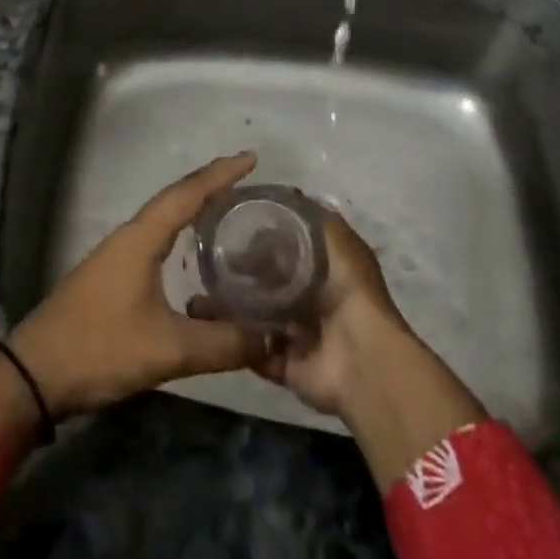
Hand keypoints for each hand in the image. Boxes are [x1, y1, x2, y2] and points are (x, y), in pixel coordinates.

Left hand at [6, 152, 271, 418]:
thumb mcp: (168, 349)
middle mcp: (129, 237)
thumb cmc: (100, 349)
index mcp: (141, 239)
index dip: (220, 174)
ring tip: (228, 207)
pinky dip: (179, 233)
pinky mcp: (112, 276)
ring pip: (163, 219)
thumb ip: (223, 343)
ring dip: (193, 207)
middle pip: (175, 199)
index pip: (187, 194)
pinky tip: (192, 251)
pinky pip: (155, 239)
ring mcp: (117, 255)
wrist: (35, 375)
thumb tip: (273, 338)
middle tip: (246, 179)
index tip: (251, 157)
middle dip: (210, 185)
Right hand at [193, 202, 486, 489]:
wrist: (360, 359)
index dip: (262, 236)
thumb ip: (315, 217)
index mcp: (327, 270)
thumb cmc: (350, 292)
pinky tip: (206, 325)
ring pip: (257, 316)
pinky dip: (233, 341)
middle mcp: (312, 301)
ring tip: (199, 295)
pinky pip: (253, 350)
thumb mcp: (338, 240)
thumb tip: (289, 193)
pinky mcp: (285, 365)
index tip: (230, 224)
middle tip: (209, 260)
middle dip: (242, 273)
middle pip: (269, 282)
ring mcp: (298, 335)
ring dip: (231, 308)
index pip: (288, 248)